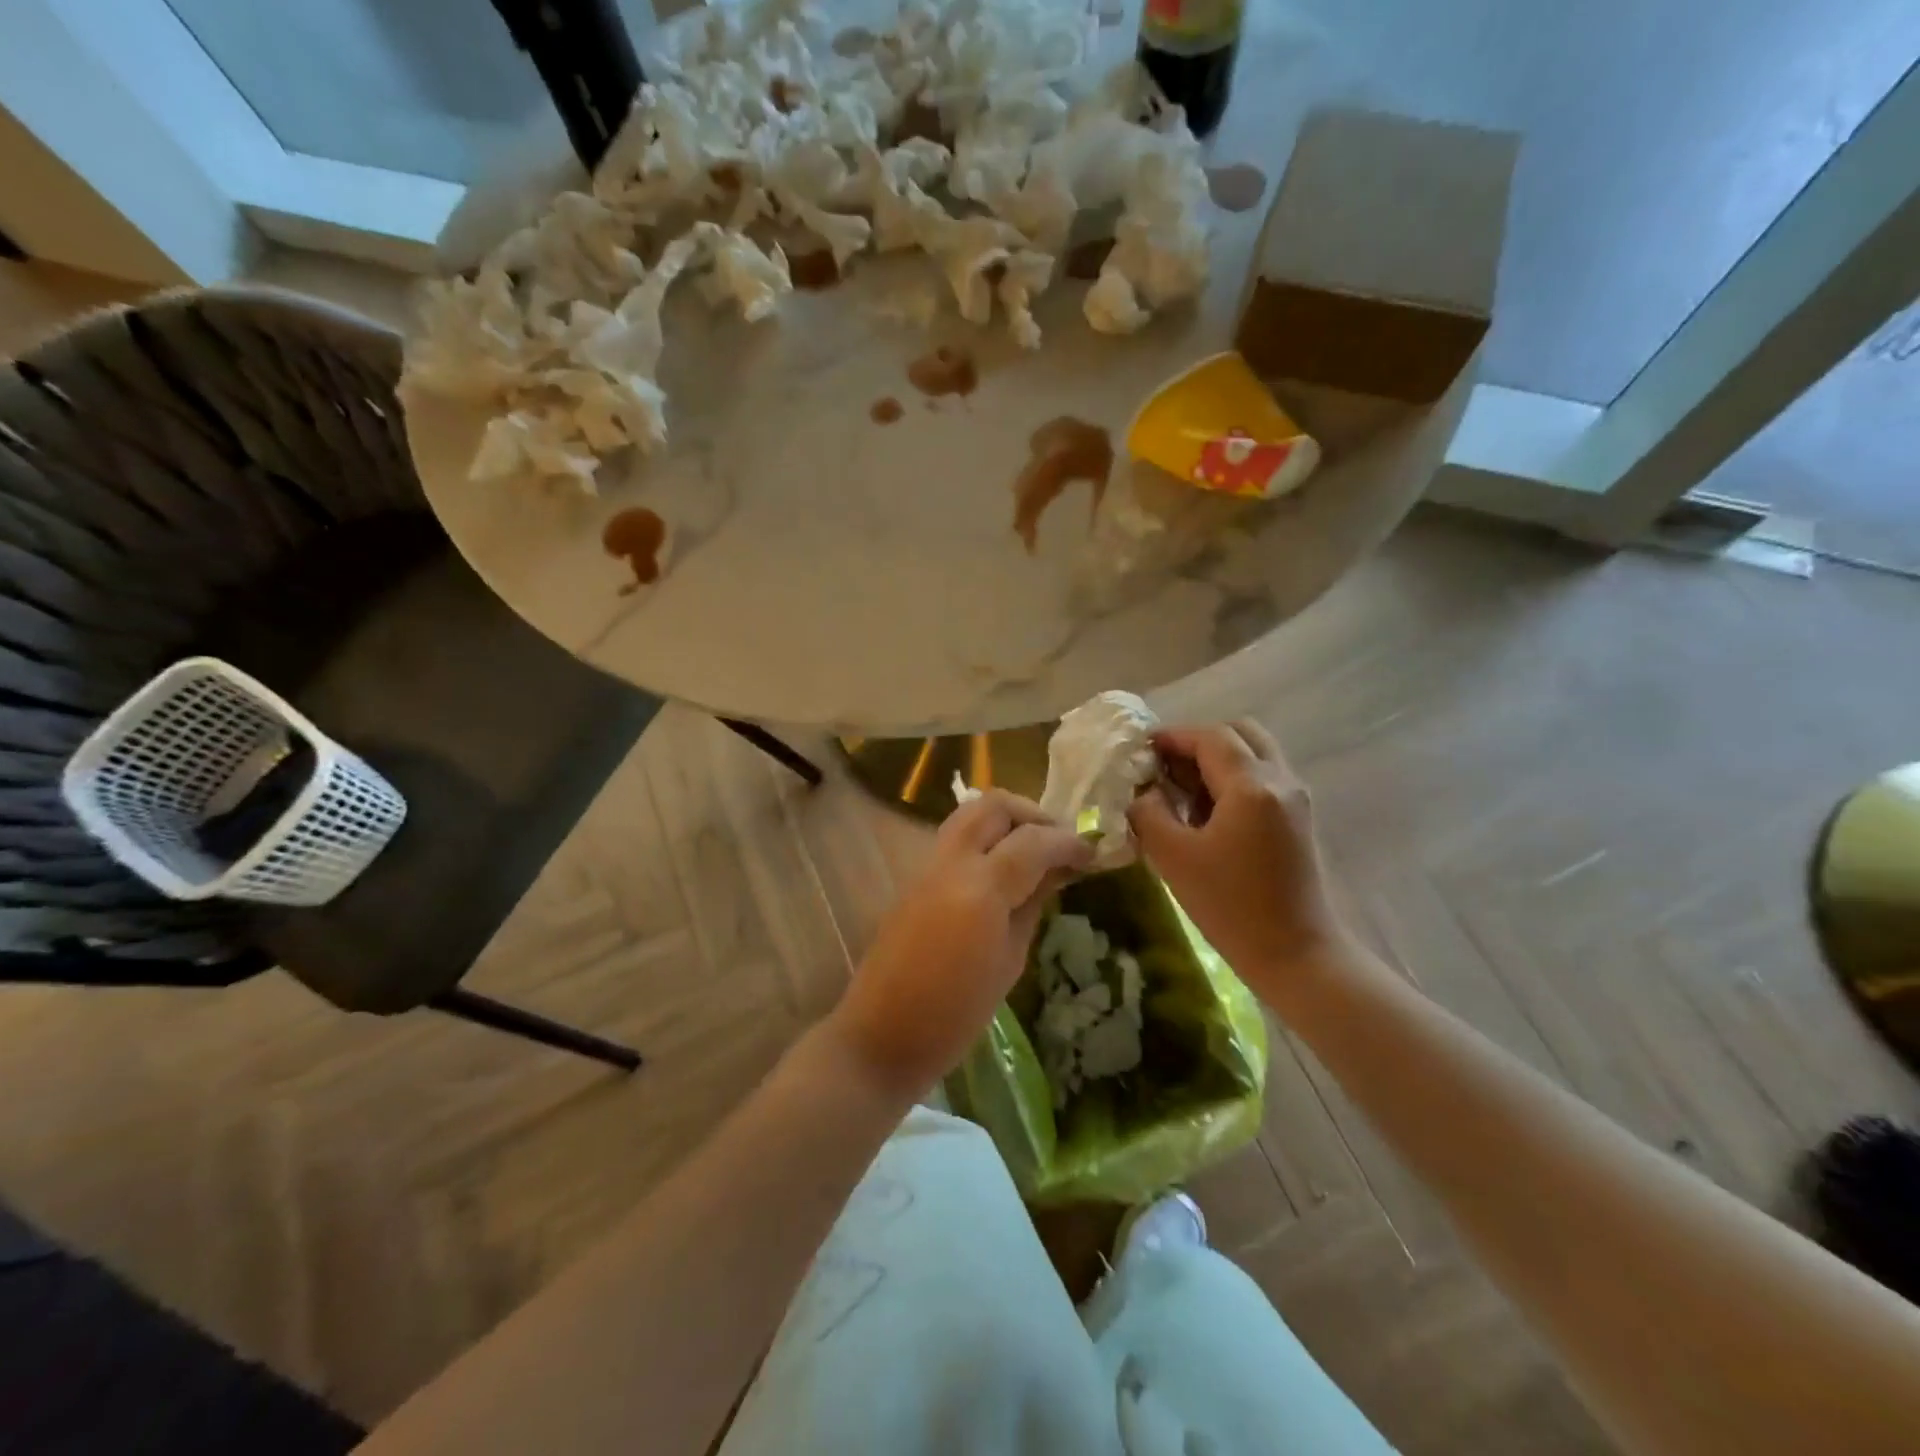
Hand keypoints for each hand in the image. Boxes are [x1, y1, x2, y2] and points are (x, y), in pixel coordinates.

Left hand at [830, 789, 1092, 1098]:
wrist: (882, 1035)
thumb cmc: (955, 1014)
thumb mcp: (1009, 963)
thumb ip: (1031, 906)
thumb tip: (1054, 873)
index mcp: (981, 887)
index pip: (1034, 840)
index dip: (1068, 842)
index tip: (1092, 852)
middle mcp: (951, 863)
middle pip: (993, 805)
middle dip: (1032, 814)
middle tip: (1058, 842)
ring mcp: (926, 867)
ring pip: (970, 815)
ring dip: (1006, 822)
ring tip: (1034, 853)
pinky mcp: (913, 879)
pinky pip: (954, 841)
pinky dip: (985, 840)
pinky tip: (1003, 871)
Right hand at [1128, 722, 1350, 986]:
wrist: (1296, 954)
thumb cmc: (1231, 906)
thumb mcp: (1173, 858)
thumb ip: (1148, 814)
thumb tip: (1143, 793)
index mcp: (1252, 786)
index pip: (1210, 737)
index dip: (1173, 736)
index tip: (1142, 750)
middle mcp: (1281, 781)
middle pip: (1240, 733)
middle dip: (1199, 741)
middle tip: (1166, 766)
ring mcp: (1296, 799)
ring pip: (1255, 754)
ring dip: (1218, 759)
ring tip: (1183, 790)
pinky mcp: (1299, 819)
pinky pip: (1264, 778)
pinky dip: (1234, 778)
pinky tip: (1208, 812)